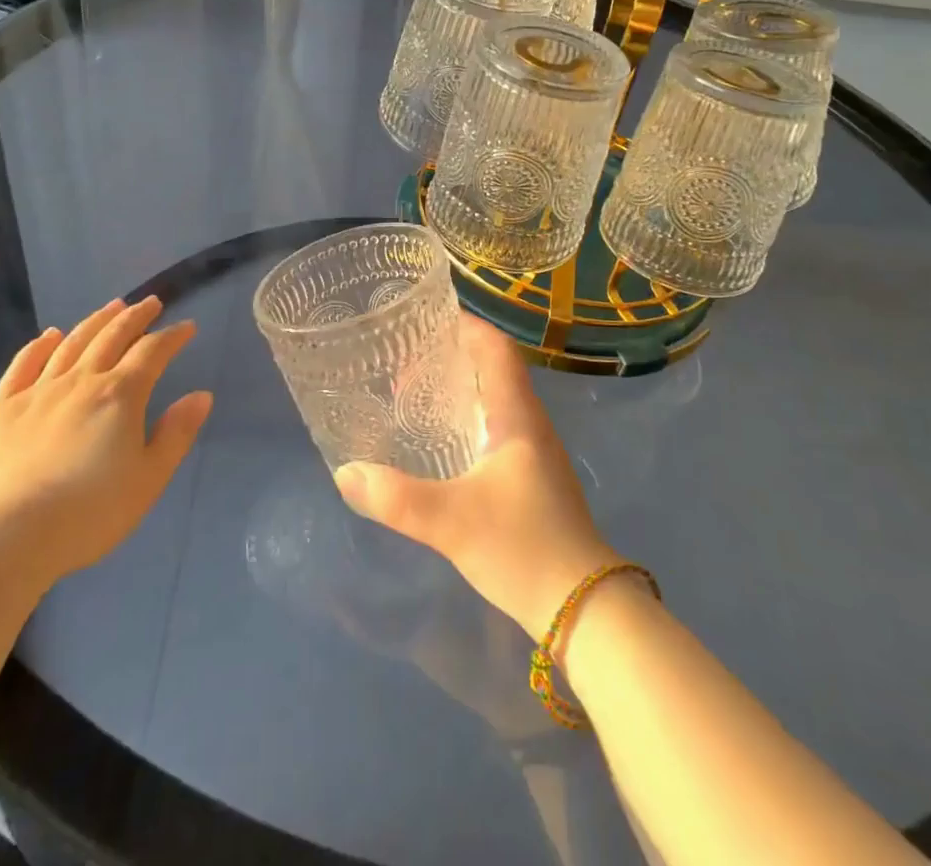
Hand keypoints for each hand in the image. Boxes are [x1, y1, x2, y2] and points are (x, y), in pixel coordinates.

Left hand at [0, 298, 212, 586]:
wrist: (6, 537)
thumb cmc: (89, 513)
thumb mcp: (148, 479)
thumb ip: (176, 434)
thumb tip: (201, 396)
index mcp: (120, 395)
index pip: (153, 352)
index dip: (172, 336)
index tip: (187, 327)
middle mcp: (82, 381)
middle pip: (112, 336)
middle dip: (136, 316)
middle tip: (150, 302)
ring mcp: (38, 391)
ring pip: (72, 343)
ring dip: (95, 321)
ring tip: (111, 306)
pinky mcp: (2, 409)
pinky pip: (23, 365)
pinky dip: (39, 345)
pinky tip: (48, 336)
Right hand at [334, 315, 618, 636]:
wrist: (586, 609)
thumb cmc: (524, 548)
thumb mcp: (452, 522)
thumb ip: (396, 498)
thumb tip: (345, 472)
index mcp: (518, 416)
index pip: (496, 348)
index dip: (466, 325)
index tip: (427, 320)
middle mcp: (530, 423)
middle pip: (495, 368)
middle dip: (453, 355)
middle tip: (406, 360)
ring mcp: (535, 452)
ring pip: (496, 399)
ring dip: (461, 388)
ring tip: (415, 394)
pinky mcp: (532, 478)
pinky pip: (497, 427)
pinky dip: (468, 417)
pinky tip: (442, 441)